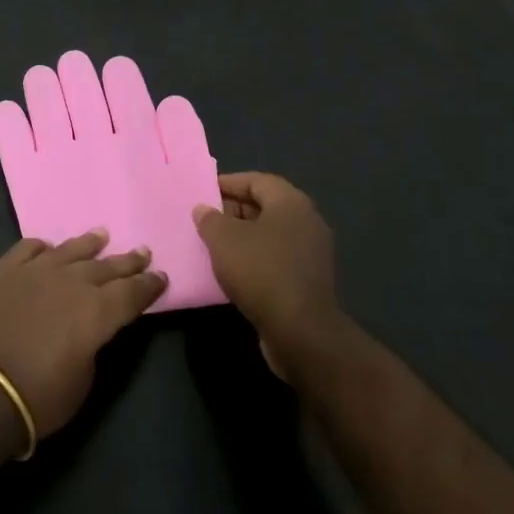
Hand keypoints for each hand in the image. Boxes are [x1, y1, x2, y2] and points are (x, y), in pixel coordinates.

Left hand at [0, 230, 165, 448]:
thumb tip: (91, 329)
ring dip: (87, 244)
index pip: (132, 293)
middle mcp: (71, 281)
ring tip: (101, 235)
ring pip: (69, 250)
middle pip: (105, 266)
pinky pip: (27, 249)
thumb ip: (93, 345)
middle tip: (142, 251)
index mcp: (97, 311)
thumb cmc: (38, 397)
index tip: (161, 276)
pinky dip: (40, 247)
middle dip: (126, 261)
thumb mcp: (83, 381)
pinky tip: (46, 246)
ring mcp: (35, 271)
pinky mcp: (4, 271)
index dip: (149, 286)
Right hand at [193, 172, 342, 376]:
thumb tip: (204, 210)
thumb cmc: (261, 271)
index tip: (202, 192)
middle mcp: (306, 221)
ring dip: (242, 237)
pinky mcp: (309, 280)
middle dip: (233, 210)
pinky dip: (255, 259)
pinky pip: (276, 258)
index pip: (256, 181)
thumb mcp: (223, 239)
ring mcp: (311, 253)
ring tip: (213, 245)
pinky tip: (233, 271)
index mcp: (291, 202)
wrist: (301, 333)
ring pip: (270, 234)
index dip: (227, 183)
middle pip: (264, 206)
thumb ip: (210, 219)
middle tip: (205, 219)